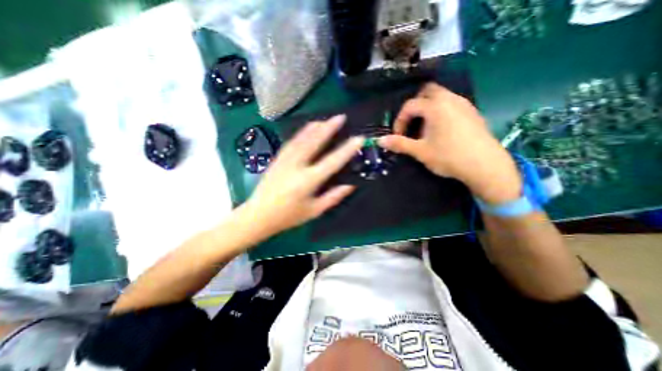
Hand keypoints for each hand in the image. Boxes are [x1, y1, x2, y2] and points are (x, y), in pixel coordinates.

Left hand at [241, 114, 364, 239]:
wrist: (259, 215)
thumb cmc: (289, 216)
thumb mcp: (315, 210)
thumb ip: (334, 197)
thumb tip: (350, 185)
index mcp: (308, 181)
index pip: (332, 161)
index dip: (347, 149)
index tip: (358, 138)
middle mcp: (297, 166)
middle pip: (315, 142)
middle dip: (329, 128)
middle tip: (340, 117)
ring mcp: (285, 160)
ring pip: (302, 138)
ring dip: (315, 127)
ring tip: (326, 119)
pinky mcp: (278, 159)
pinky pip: (292, 142)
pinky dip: (302, 132)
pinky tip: (307, 128)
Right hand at [378, 82, 522, 203]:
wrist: (485, 165)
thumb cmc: (448, 156)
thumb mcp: (420, 151)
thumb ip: (399, 144)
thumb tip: (380, 141)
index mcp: (435, 106)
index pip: (410, 105)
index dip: (400, 120)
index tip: (398, 135)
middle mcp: (450, 99)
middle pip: (427, 92)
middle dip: (414, 107)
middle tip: (411, 124)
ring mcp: (464, 104)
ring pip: (440, 97)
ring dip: (427, 109)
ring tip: (425, 129)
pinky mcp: (472, 112)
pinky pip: (452, 104)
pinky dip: (440, 111)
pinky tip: (441, 130)